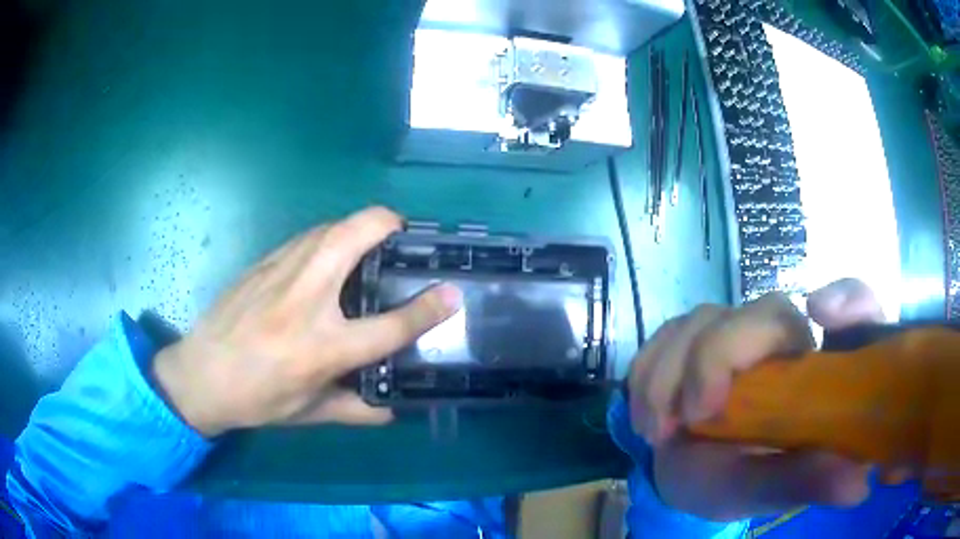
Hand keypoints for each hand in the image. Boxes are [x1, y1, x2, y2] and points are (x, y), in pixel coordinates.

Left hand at [153, 207, 461, 436]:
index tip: (452, 293)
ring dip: (360, 228)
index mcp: (322, 346)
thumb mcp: (309, 414)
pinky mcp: (265, 261)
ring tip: (369, 253)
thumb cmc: (255, 399)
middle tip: (404, 246)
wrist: (199, 373)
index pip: (390, 323)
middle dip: (391, 225)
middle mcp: (306, 297)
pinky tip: (326, 264)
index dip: (429, 308)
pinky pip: (310, 235)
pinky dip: (331, 238)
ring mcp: (282, 270)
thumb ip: (357, 410)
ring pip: (334, 224)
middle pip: (359, 233)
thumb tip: (394, 411)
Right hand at [628, 279, 884, 520]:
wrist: (680, 476)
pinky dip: (648, 373)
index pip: (852, 309)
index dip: (846, 298)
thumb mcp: (765, 490)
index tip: (819, 312)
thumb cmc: (733, 483)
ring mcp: (736, 332)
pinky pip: (667, 333)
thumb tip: (859, 483)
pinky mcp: (695, 336)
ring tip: (657, 433)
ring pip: (705, 319)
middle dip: (717, 358)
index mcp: (817, 369)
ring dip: (670, 374)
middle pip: (763, 311)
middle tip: (691, 417)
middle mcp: (784, 339)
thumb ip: (804, 482)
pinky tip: (645, 416)